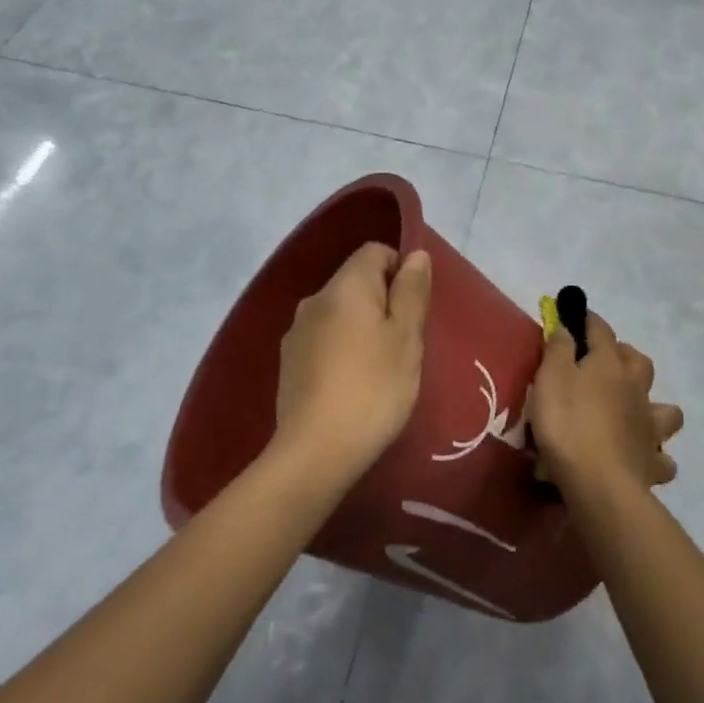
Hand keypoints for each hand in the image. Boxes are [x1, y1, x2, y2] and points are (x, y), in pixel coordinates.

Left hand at [274, 242, 432, 475]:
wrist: (316, 451)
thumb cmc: (373, 388)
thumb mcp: (406, 338)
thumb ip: (412, 292)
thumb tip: (415, 254)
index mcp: (345, 286)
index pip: (375, 252)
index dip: (400, 270)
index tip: (414, 310)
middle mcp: (314, 299)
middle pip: (356, 282)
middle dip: (383, 303)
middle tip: (404, 345)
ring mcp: (296, 332)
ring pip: (339, 313)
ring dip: (361, 328)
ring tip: (380, 369)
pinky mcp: (288, 363)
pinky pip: (323, 340)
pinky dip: (341, 351)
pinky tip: (352, 385)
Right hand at [527, 311, 683, 492]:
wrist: (599, 482)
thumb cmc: (568, 423)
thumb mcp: (550, 378)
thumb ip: (558, 349)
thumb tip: (567, 327)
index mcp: (609, 364)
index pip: (601, 330)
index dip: (588, 320)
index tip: (574, 315)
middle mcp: (636, 389)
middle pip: (639, 362)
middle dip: (625, 355)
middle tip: (603, 363)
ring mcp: (650, 426)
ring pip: (667, 409)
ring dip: (655, 406)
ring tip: (635, 412)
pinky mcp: (653, 462)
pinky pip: (663, 458)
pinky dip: (656, 456)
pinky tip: (642, 457)